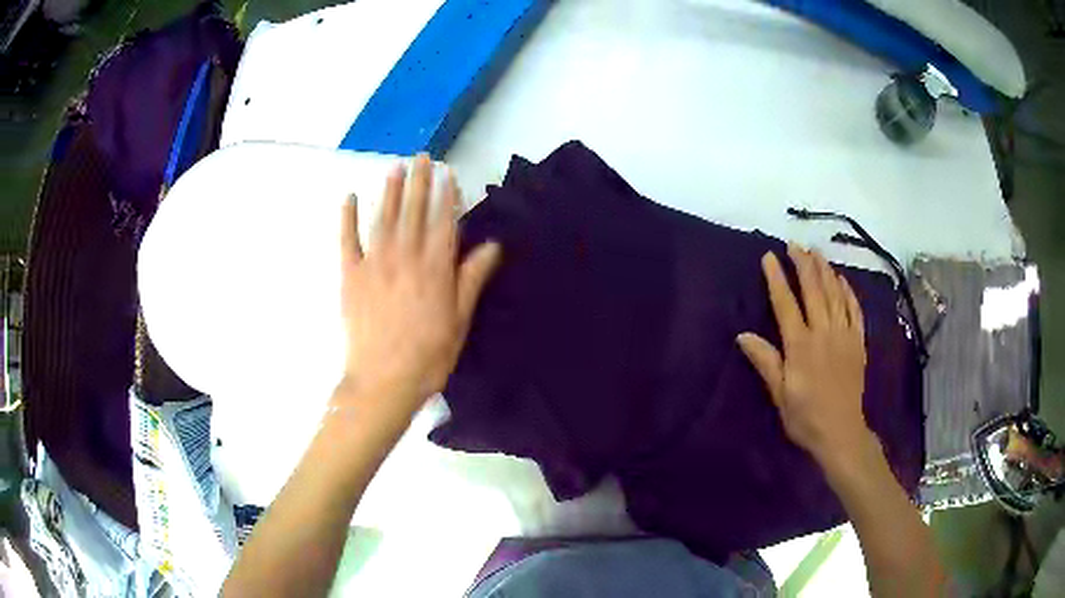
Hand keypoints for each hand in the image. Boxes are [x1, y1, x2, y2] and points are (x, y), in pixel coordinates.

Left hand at [337, 155, 500, 421]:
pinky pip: (347, 240)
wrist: (383, 381)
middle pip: (412, 210)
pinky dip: (346, 217)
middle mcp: (405, 256)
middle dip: (418, 181)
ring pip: (383, 217)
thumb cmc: (428, 355)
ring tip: (395, 166)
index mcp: (434, 268)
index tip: (447, 173)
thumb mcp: (460, 320)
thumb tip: (492, 245)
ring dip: (389, 190)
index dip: (446, 194)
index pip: (442, 221)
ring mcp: (374, 263)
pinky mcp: (350, 275)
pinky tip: (348, 198)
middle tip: (421, 156)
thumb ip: (472, 279)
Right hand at [737, 245, 873, 466]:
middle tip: (794, 244)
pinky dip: (848, 292)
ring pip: (835, 294)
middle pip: (813, 290)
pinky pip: (855, 310)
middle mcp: (823, 333)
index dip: (776, 278)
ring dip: (825, 270)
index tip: (769, 256)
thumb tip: (743, 335)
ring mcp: (844, 335)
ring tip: (816, 252)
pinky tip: (842, 280)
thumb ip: (766, 362)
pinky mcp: (858, 343)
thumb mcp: (779, 394)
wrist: (841, 432)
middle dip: (803, 264)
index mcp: (800, 346)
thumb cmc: (805, 417)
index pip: (786, 303)